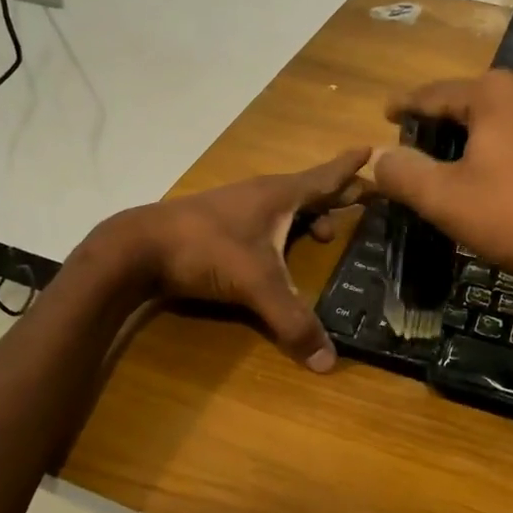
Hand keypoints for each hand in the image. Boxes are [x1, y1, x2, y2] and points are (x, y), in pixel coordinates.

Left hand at [109, 147, 370, 370]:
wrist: (139, 246)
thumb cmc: (206, 249)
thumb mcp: (256, 283)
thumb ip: (292, 320)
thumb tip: (328, 363)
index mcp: (280, 195)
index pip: (326, 177)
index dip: (351, 168)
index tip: (373, 150)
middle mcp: (262, 193)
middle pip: (310, 189)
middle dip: (339, 194)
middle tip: (366, 199)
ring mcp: (238, 205)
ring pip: (286, 205)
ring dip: (310, 215)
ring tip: (327, 233)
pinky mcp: (220, 222)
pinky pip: (266, 218)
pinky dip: (285, 227)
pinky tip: (280, 248)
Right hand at [370, 72, 512, 312]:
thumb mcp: (444, 199)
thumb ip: (403, 173)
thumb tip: (379, 157)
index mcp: (496, 93)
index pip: (435, 94)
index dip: (406, 106)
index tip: (387, 115)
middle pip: (476, 102)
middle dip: (448, 122)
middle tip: (424, 146)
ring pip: (511, 118)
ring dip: (486, 136)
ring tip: (468, 162)